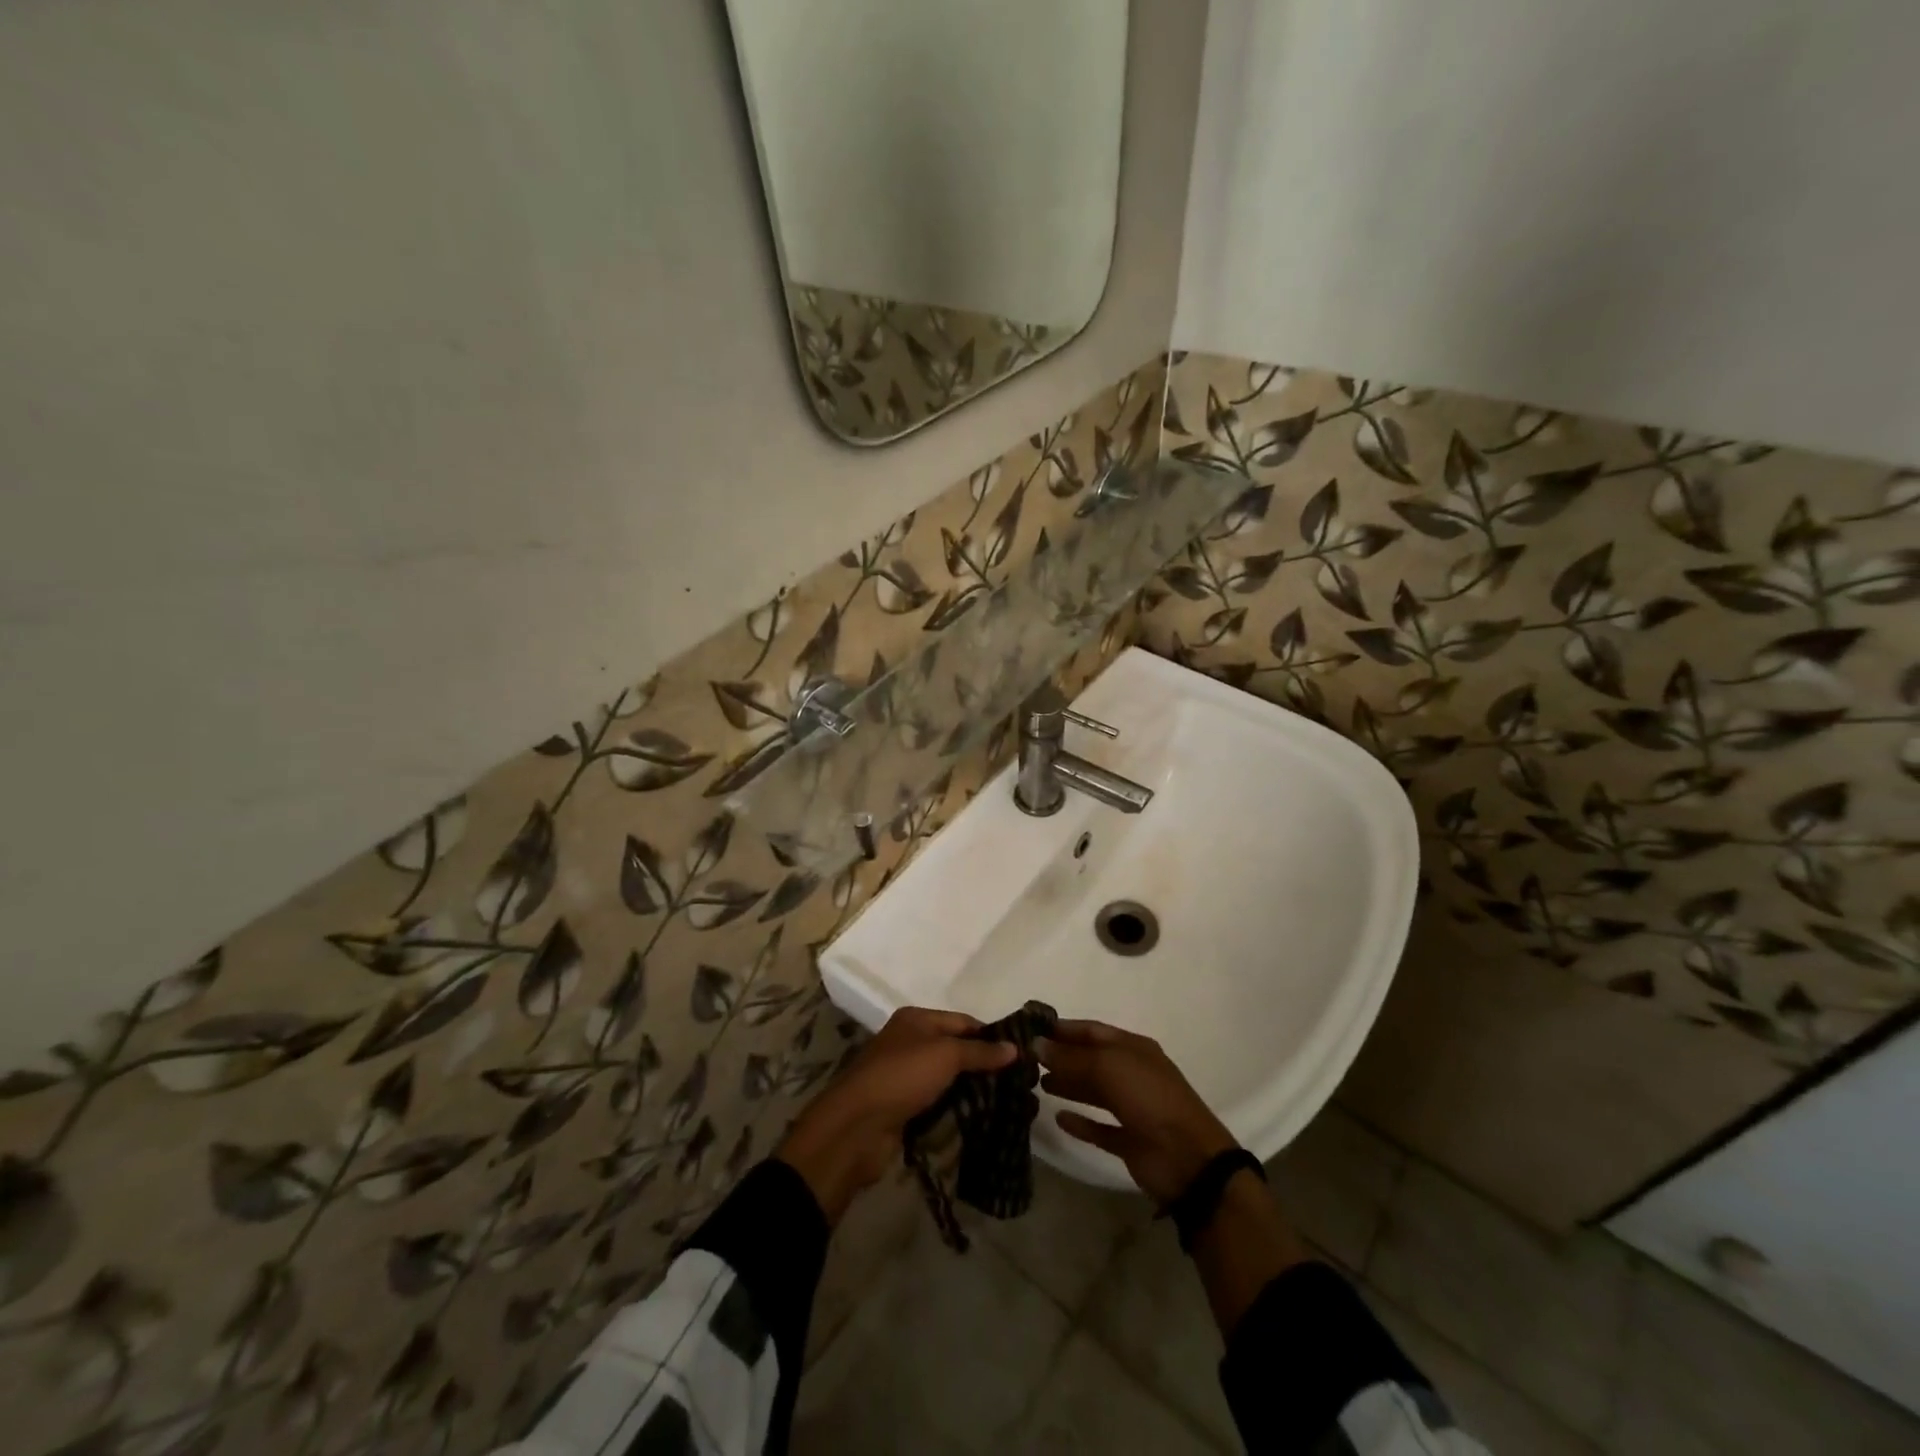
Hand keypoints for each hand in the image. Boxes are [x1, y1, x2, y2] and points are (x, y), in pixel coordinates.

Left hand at [775, 1007, 1014, 1222]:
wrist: (856, 1126)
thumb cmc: (902, 1076)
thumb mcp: (945, 1055)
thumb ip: (980, 1051)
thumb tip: (1014, 1047)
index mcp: (916, 1020)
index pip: (963, 1021)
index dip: (991, 1036)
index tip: (1020, 1055)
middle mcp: (910, 1042)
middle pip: (955, 1049)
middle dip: (984, 1065)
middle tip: (1018, 1084)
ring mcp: (905, 1076)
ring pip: (947, 1079)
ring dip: (971, 1090)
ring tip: (1005, 1103)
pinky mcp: (904, 1107)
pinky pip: (937, 1102)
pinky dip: (955, 1109)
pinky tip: (978, 1119)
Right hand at [1037, 1019, 1235, 1204]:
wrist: (1188, 1159)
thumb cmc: (1149, 1099)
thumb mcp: (1109, 1067)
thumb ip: (1070, 1057)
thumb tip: (1035, 1044)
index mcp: (1134, 1048)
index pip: (1093, 1031)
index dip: (1064, 1029)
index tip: (1031, 1029)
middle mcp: (1133, 1074)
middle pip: (1091, 1060)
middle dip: (1062, 1057)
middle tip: (1027, 1059)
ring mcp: (1133, 1108)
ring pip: (1094, 1091)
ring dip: (1068, 1085)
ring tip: (1037, 1084)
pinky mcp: (1130, 1141)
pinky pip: (1099, 1128)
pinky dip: (1081, 1122)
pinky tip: (1058, 1118)